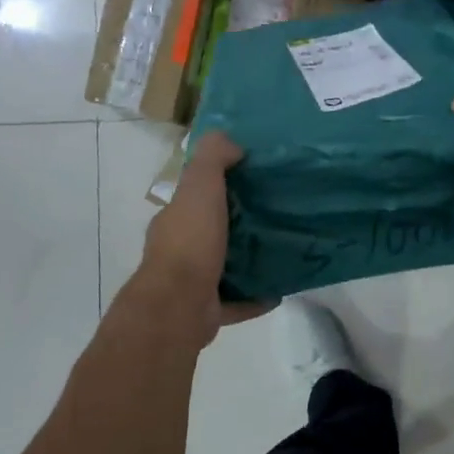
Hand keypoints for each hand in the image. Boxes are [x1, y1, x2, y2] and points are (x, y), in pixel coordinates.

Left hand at [136, 132, 273, 339]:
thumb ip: (212, 158)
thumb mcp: (200, 186)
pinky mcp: (207, 310)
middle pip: (210, 231)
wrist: (179, 305)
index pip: (194, 197)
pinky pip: (236, 301)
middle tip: (273, 215)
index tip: (251, 180)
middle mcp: (179, 250)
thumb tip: (232, 143)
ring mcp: (191, 283)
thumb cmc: (190, 241)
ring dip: (245, 259)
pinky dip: (255, 297)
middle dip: (235, 224)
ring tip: (279, 250)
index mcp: (175, 220)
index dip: (218, 187)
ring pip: (222, 266)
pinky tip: (277, 291)